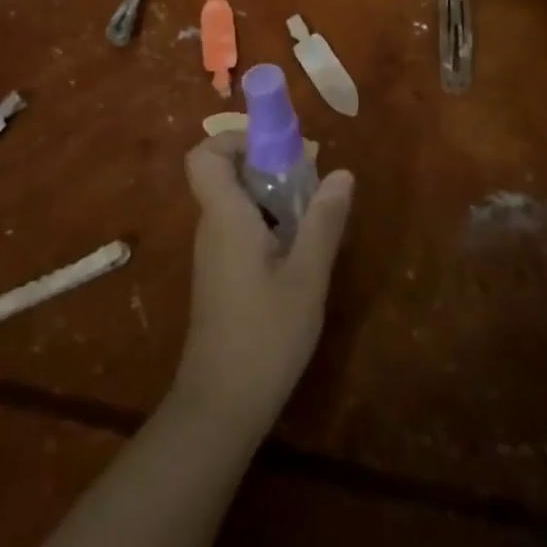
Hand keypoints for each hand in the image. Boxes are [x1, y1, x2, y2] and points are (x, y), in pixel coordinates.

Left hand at [171, 134, 353, 439]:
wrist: (221, 407)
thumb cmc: (265, 336)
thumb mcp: (307, 277)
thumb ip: (324, 221)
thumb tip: (341, 172)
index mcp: (225, 217)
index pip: (205, 156)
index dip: (234, 140)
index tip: (276, 149)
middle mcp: (212, 226)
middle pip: (225, 173)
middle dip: (266, 164)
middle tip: (309, 179)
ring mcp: (213, 252)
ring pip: (235, 201)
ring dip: (271, 195)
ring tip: (312, 213)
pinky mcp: (220, 275)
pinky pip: (239, 227)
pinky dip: (266, 222)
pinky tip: (298, 250)